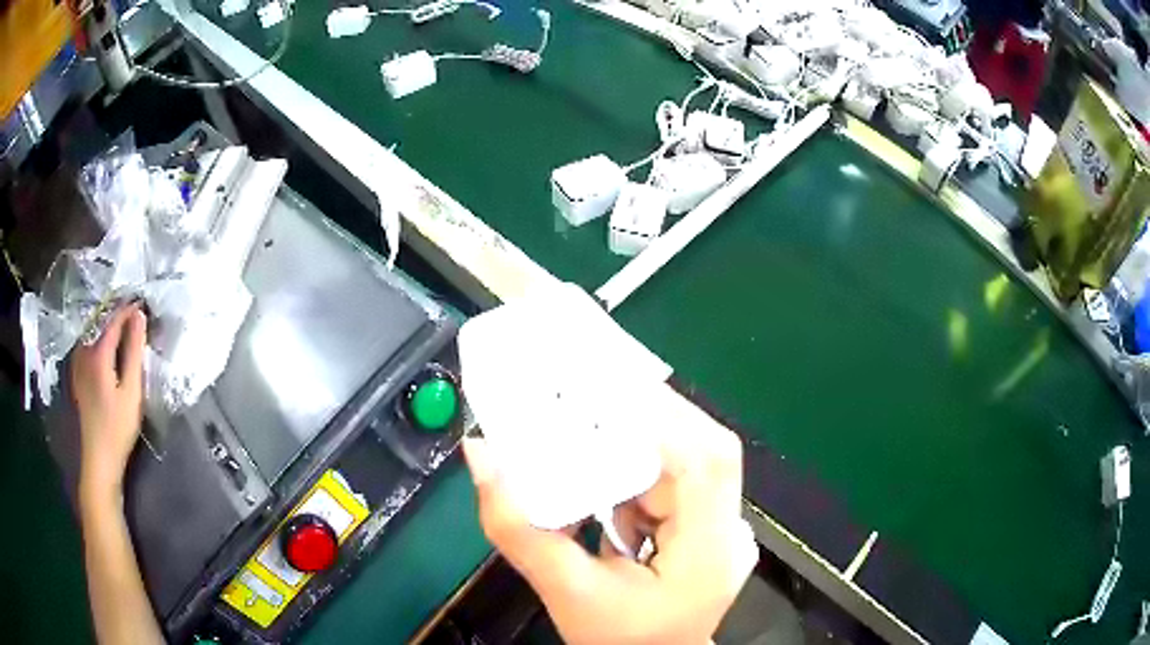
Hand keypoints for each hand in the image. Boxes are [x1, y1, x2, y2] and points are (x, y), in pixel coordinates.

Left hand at [72, 304, 147, 505]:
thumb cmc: (117, 429)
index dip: (129, 310)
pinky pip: (88, 346)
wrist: (98, 460)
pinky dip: (99, 340)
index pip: (115, 320)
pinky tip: (106, 348)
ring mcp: (78, 363)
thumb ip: (134, 352)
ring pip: (93, 333)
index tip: (144, 304)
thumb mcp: (131, 392)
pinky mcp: (77, 376)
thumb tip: (139, 317)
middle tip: (135, 315)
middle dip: (118, 315)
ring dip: (108, 327)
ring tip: (123, 328)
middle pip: (102, 323)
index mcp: (98, 352)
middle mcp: (84, 351)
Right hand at [463, 400, 757, 644]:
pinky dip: (643, 465)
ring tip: (591, 423)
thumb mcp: (565, 591)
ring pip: (691, 456)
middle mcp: (730, 530)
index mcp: (708, 551)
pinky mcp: (709, 527)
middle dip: (647, 416)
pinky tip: (608, 471)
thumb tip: (479, 453)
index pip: (703, 460)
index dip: (660, 415)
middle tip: (589, 396)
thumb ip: (518, 527)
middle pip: (703, 447)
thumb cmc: (618, 641)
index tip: (600, 389)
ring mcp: (724, 528)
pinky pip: (680, 476)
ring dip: (643, 438)